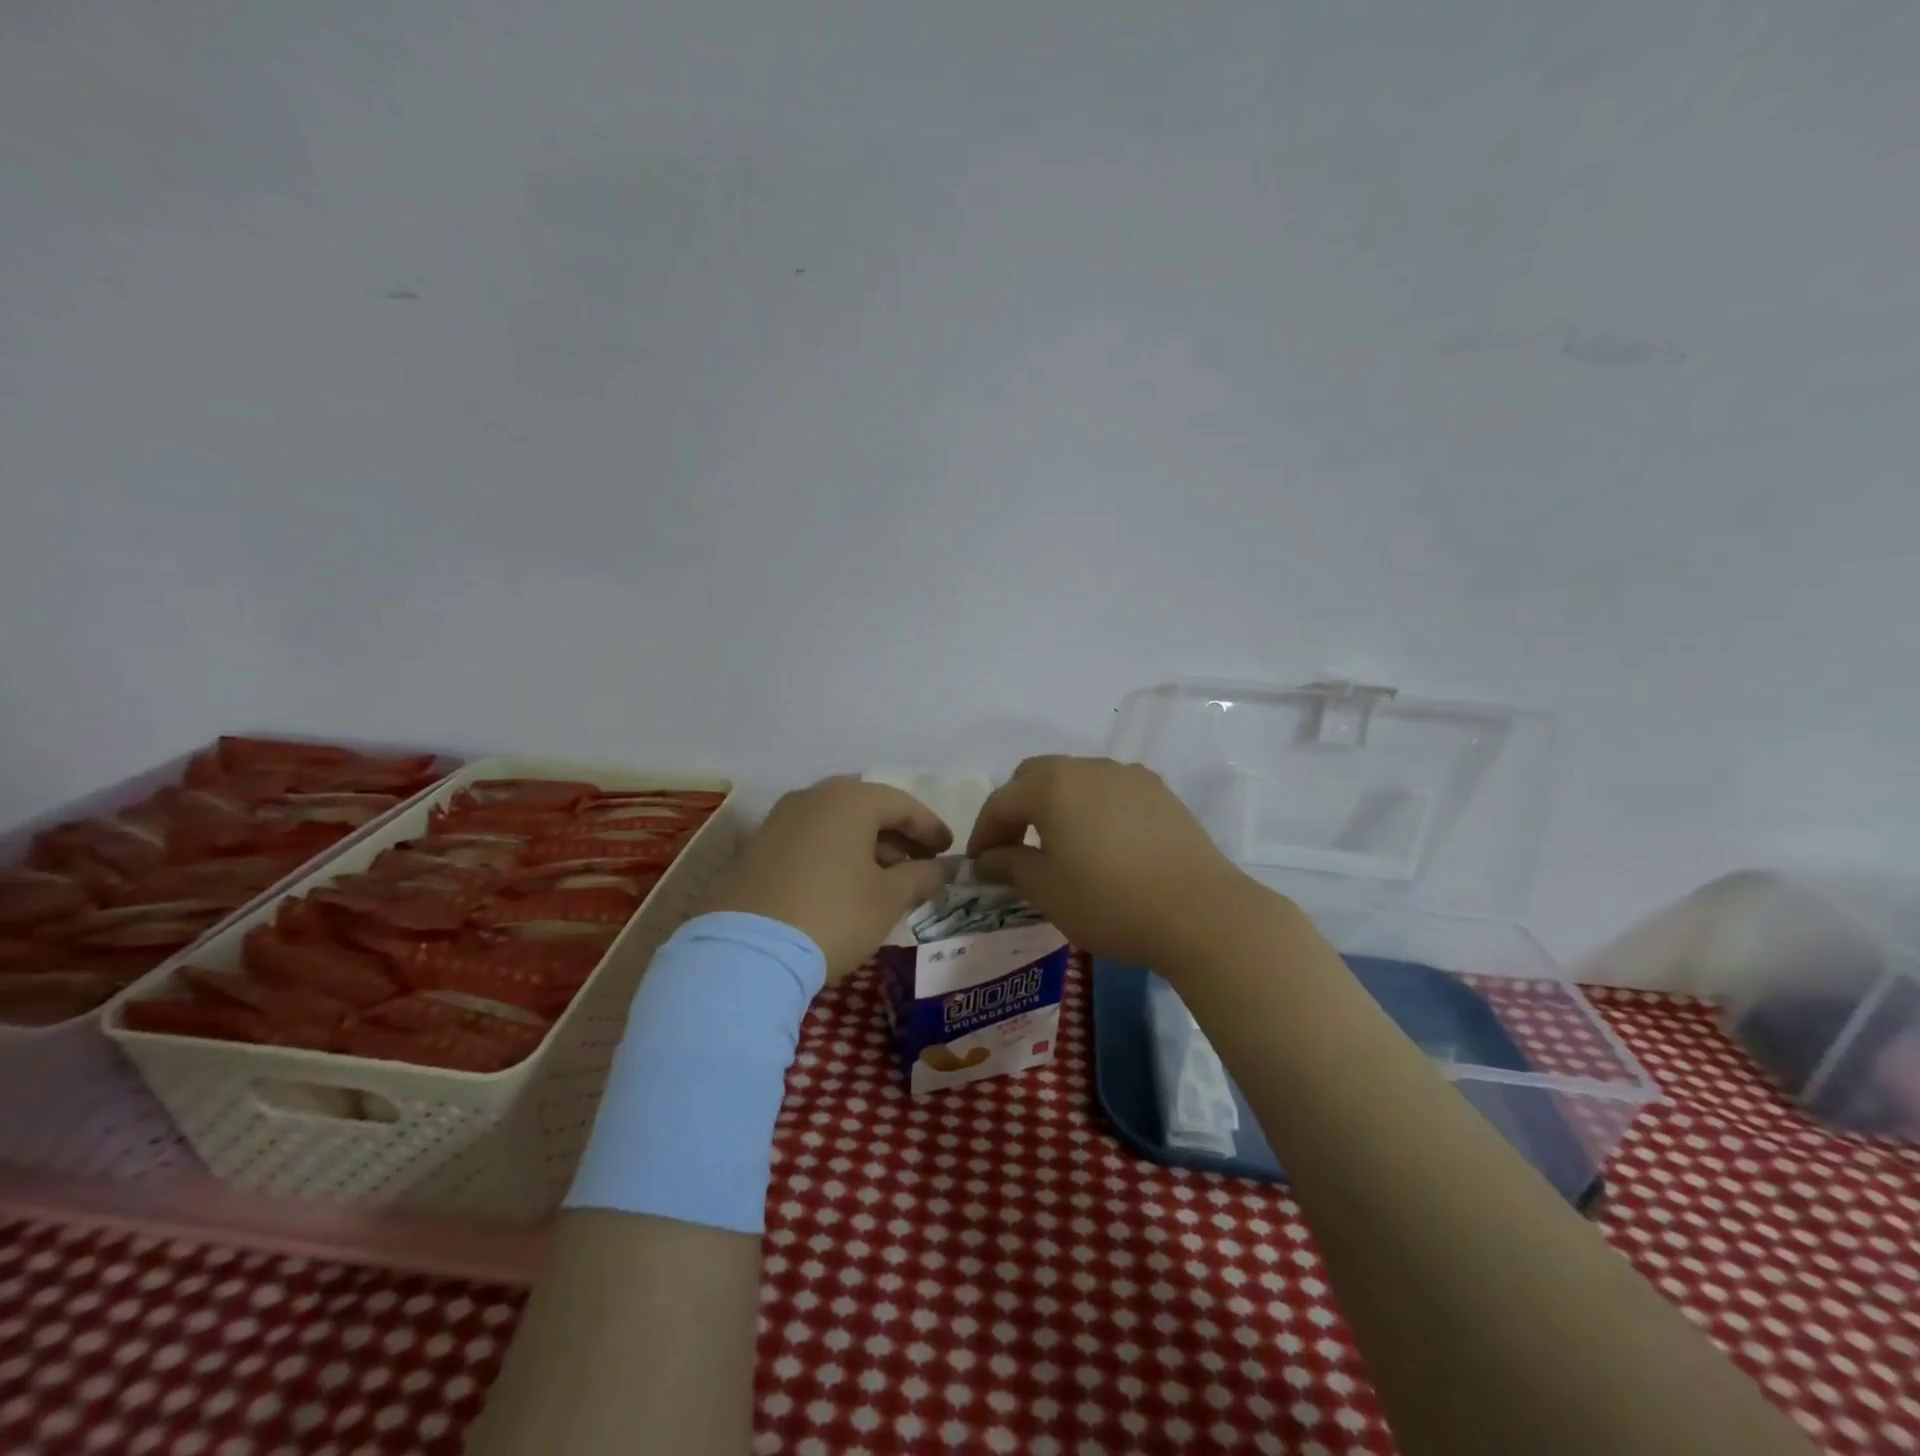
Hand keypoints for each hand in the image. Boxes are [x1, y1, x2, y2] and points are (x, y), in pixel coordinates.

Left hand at [706, 778, 952, 981]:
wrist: (747, 951)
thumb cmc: (833, 914)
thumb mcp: (888, 898)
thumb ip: (921, 876)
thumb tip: (941, 868)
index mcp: (849, 799)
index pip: (902, 804)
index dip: (930, 827)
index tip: (949, 850)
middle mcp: (813, 797)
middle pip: (868, 809)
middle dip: (899, 836)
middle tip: (923, 862)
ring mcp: (780, 820)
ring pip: (837, 824)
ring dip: (868, 846)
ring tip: (890, 877)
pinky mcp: (758, 847)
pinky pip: (812, 840)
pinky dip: (838, 854)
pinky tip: (849, 883)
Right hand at [966, 755, 1250, 966]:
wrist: (1200, 912)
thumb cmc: (1110, 902)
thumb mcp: (1047, 890)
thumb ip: (1009, 865)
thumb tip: (987, 859)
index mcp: (1052, 786)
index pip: (1001, 801)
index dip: (983, 832)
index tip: (979, 866)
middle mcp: (1088, 768)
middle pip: (1036, 776)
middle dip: (1016, 807)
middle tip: (1012, 846)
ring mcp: (1128, 775)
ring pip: (1076, 778)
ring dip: (1055, 804)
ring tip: (1057, 844)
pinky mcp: (1160, 792)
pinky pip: (1110, 789)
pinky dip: (1092, 807)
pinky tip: (1102, 842)